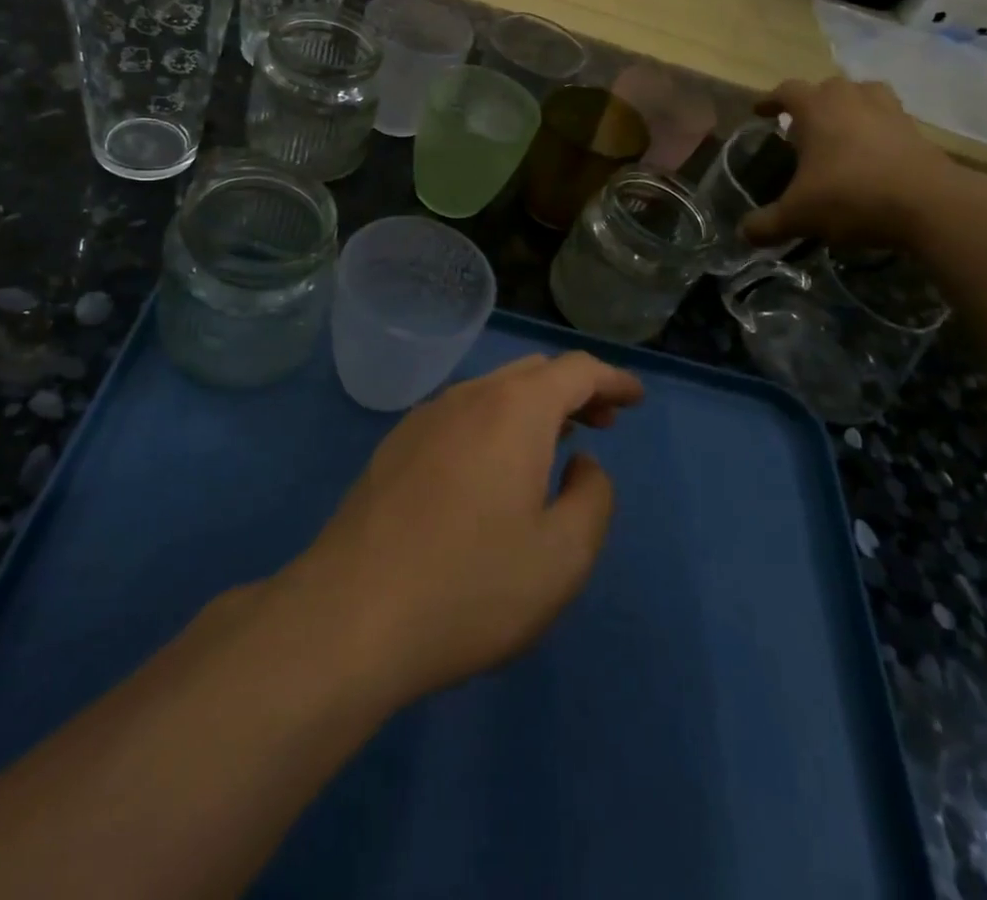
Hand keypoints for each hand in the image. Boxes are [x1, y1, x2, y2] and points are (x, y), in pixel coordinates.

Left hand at [290, 353, 643, 703]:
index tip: (636, 399)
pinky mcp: (395, 446)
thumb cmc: (470, 587)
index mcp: (515, 410)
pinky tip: (492, 467)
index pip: (576, 370)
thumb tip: (582, 464)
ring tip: (553, 444)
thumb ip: (593, 499)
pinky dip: (494, 423)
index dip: (612, 380)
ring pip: (493, 391)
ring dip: (532, 407)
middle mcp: (468, 397)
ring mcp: (424, 418)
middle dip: (574, 390)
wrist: (350, 616)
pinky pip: (460, 415)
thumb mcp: (562, 557)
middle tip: (601, 423)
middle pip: (533, 372)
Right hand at [740, 77, 979, 248]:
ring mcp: (889, 112)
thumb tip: (744, 233)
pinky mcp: (917, 131)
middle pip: (829, 86)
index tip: (760, 112)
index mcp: (817, 110)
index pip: (788, 91)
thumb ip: (766, 224)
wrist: (929, 205)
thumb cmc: (851, 197)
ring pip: (866, 93)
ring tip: (842, 129)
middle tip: (803, 127)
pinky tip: (872, 154)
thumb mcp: (798, 216)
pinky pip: (891, 119)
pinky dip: (878, 129)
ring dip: (851, 106)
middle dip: (813, 102)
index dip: (771, 100)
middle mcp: (852, 100)